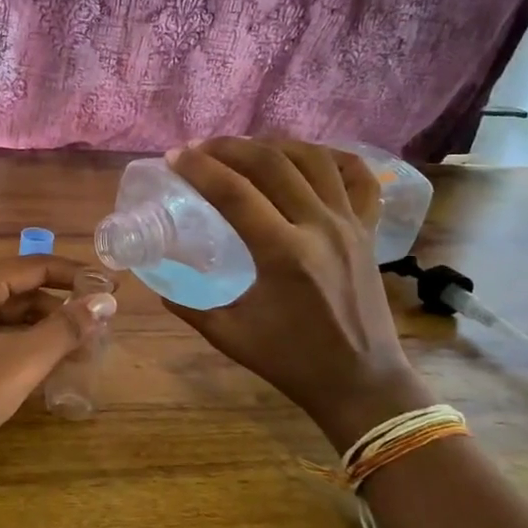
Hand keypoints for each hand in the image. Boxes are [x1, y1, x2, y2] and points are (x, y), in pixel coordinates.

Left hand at [0, 255, 116, 471]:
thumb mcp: (21, 361)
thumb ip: (65, 329)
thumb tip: (104, 302)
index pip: (35, 266)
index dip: (76, 276)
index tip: (112, 289)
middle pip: (21, 290)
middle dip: (62, 308)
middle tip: (99, 329)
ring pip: (7, 316)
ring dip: (44, 330)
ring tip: (82, 352)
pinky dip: (22, 345)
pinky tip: (46, 366)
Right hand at [162, 137, 430, 450]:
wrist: (361, 382)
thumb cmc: (292, 362)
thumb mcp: (229, 335)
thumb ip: (189, 306)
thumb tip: (159, 283)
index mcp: (283, 254)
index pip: (234, 193)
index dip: (199, 169)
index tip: (174, 157)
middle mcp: (319, 227)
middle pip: (272, 164)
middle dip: (229, 147)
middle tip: (200, 148)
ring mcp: (350, 225)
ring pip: (314, 160)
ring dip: (274, 145)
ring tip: (245, 149)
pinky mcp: (368, 231)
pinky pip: (359, 178)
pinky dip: (333, 157)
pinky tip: (308, 155)